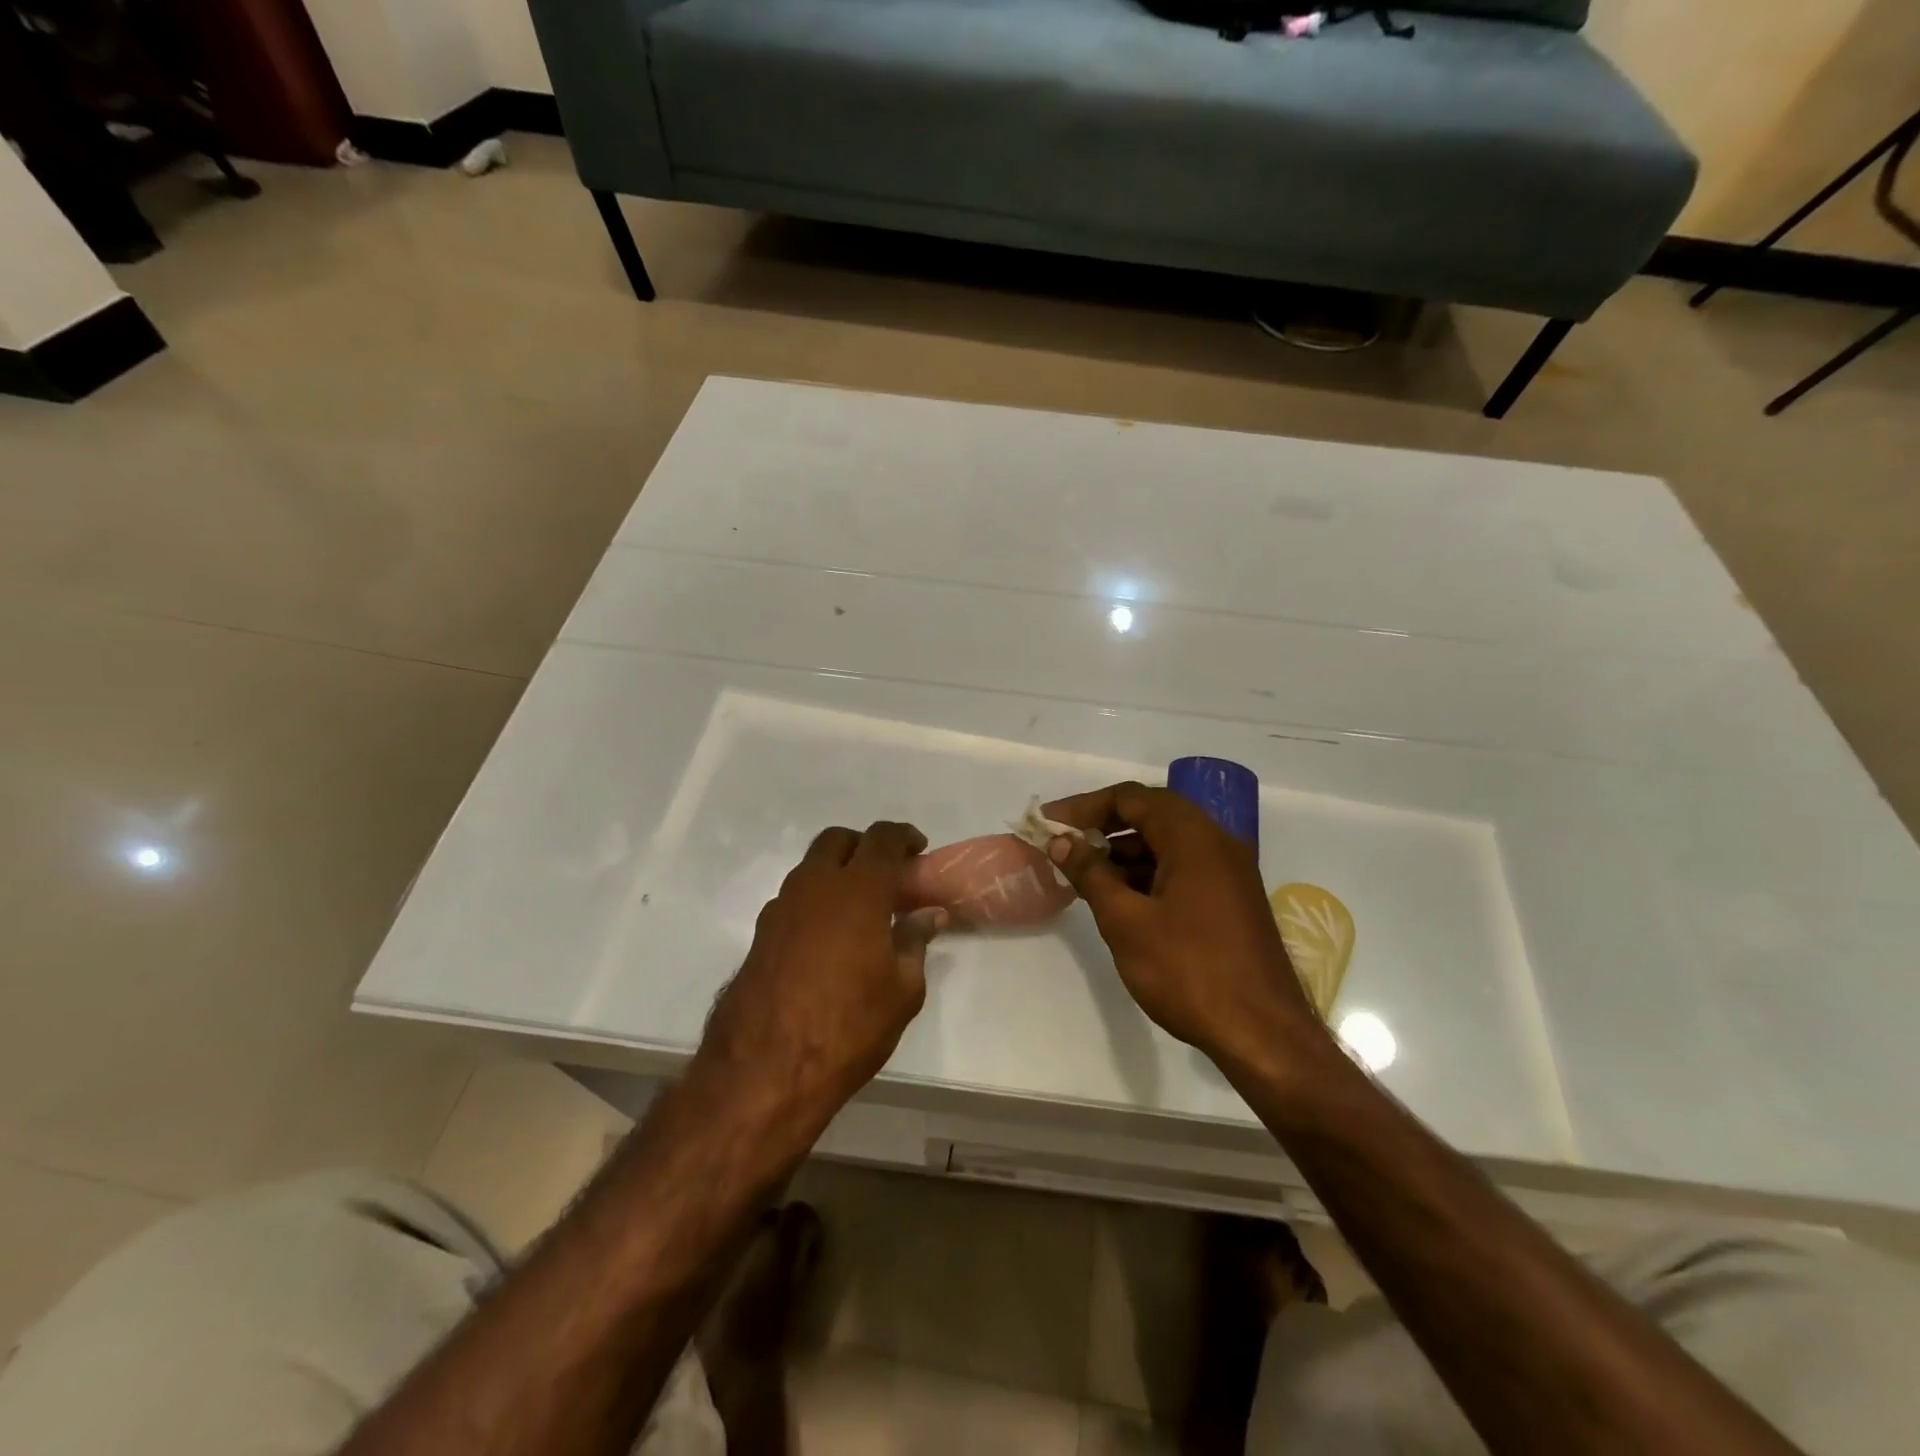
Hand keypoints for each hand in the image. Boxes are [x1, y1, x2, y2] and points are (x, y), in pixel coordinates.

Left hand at [702, 822, 946, 1119]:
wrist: (765, 1069)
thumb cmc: (849, 1026)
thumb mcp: (901, 990)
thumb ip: (915, 942)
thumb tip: (930, 915)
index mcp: (858, 890)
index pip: (882, 839)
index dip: (903, 836)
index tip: (918, 849)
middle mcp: (815, 886)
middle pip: (837, 840)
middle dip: (864, 846)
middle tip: (886, 873)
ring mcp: (781, 908)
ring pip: (811, 868)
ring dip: (836, 873)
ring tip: (859, 908)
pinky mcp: (760, 934)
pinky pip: (794, 900)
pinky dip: (815, 902)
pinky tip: (828, 937)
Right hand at [1043, 782, 1321, 1068]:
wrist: (1263, 1034)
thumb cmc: (1188, 971)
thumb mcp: (1126, 921)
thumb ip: (1091, 874)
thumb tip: (1061, 842)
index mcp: (1194, 837)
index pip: (1132, 798)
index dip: (1085, 806)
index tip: (1049, 823)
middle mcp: (1217, 842)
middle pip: (1152, 814)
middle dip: (1104, 825)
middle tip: (1064, 844)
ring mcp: (1229, 871)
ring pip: (1168, 842)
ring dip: (1125, 851)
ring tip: (1085, 874)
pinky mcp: (1232, 898)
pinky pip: (1183, 867)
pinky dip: (1149, 872)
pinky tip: (1121, 897)